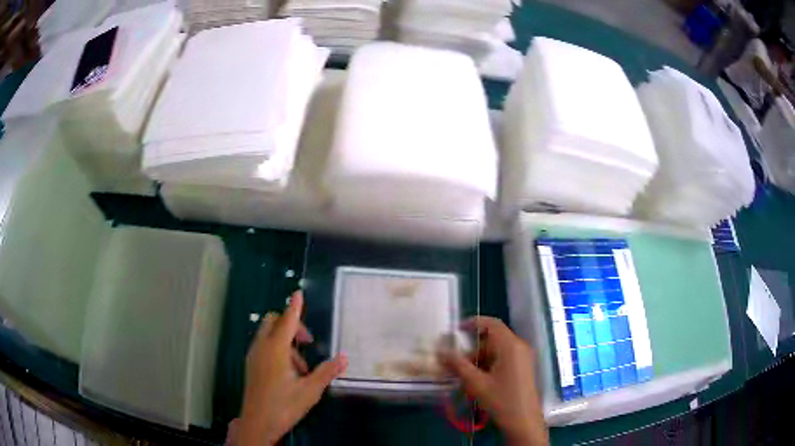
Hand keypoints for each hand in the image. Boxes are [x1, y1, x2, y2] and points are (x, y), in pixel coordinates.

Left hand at [236, 291, 347, 445]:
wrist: (257, 423)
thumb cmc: (284, 405)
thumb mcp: (310, 391)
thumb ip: (326, 372)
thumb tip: (344, 357)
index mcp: (275, 350)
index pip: (286, 321)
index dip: (294, 307)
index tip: (298, 293)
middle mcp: (262, 348)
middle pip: (273, 322)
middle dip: (291, 325)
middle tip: (308, 342)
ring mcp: (254, 356)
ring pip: (268, 335)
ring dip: (286, 341)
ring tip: (303, 368)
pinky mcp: (252, 366)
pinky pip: (264, 346)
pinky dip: (277, 349)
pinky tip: (289, 372)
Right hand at [440, 317, 547, 445]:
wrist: (524, 421)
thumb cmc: (501, 400)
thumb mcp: (476, 383)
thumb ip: (458, 365)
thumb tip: (441, 351)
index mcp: (510, 346)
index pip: (492, 324)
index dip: (473, 323)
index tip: (455, 331)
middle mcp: (519, 347)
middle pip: (492, 339)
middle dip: (472, 349)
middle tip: (455, 363)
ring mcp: (523, 358)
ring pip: (496, 351)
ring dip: (479, 359)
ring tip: (464, 376)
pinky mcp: (522, 368)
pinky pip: (503, 359)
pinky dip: (488, 365)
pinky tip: (477, 381)